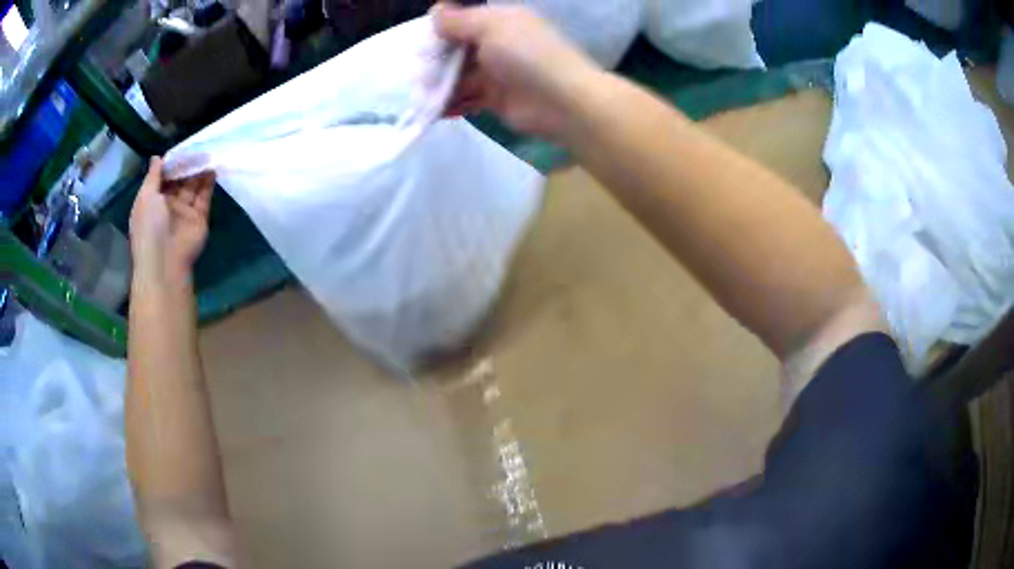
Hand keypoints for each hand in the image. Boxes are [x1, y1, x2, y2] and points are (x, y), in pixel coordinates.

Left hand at [129, 157, 214, 278]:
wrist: (165, 261)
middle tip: (197, 148)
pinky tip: (212, 169)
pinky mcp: (199, 219)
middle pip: (179, 181)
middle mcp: (168, 206)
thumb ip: (153, 176)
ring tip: (207, 153)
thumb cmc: (149, 227)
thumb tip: (157, 157)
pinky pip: (204, 199)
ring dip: (198, 172)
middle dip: (187, 165)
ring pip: (192, 187)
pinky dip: (208, 185)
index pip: (162, 178)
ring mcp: (184, 213)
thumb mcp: (145, 197)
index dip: (170, 163)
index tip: (180, 148)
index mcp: (152, 201)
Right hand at [433, 3, 601, 140]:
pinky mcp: (496, 99)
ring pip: (459, 75)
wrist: (562, 101)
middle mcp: (498, 43)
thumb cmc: (525, 54)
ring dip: (439, 85)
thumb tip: (434, 11)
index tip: (417, 44)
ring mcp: (497, 72)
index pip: (461, 22)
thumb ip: (458, 20)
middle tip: (414, 74)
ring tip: (418, 95)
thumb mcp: (489, 27)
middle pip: (457, 50)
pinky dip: (451, 103)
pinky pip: (467, 98)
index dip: (439, 31)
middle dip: (435, 61)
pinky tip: (434, 110)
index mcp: (500, 21)